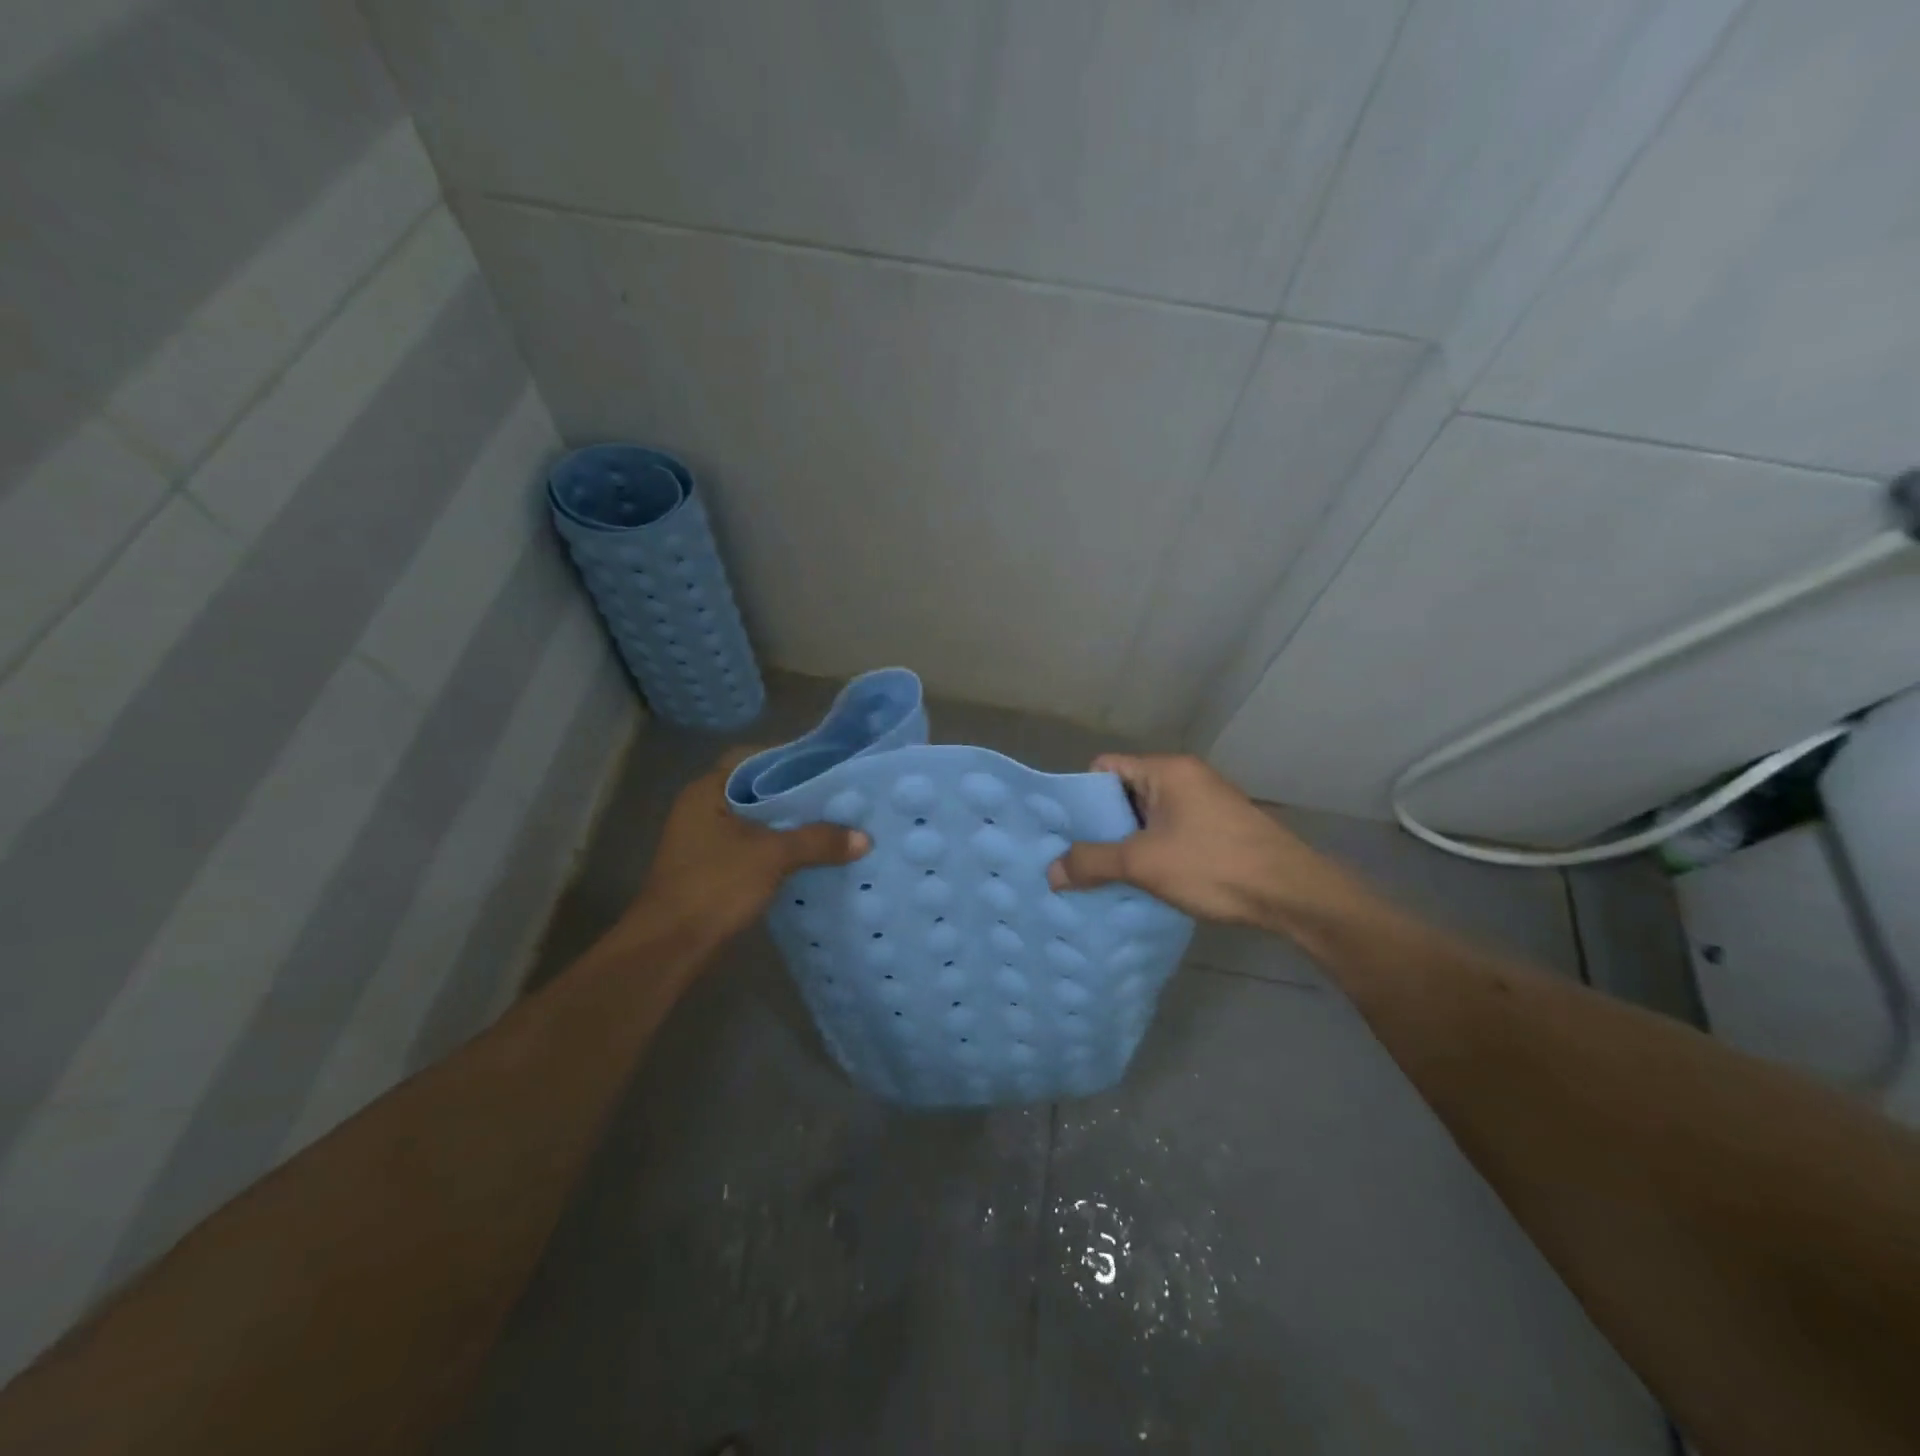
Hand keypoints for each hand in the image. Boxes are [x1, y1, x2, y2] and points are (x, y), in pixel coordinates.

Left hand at [633, 750, 869, 944]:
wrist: (670, 946)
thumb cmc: (715, 886)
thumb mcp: (772, 856)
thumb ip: (818, 841)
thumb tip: (864, 839)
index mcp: (708, 790)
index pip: (753, 758)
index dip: (790, 758)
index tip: (826, 765)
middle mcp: (702, 807)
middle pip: (757, 789)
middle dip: (796, 793)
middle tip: (837, 795)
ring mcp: (704, 839)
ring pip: (756, 820)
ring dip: (789, 823)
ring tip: (832, 823)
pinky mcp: (711, 867)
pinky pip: (752, 845)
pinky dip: (778, 846)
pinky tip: (809, 855)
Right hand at [1046, 754, 1336, 928]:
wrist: (1292, 893)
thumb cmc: (1213, 865)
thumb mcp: (1143, 863)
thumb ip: (1092, 862)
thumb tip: (1051, 872)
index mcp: (1166, 770)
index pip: (1104, 767)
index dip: (1080, 796)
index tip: (1062, 830)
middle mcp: (1185, 777)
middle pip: (1124, 792)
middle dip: (1100, 825)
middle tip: (1075, 857)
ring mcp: (1205, 802)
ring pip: (1147, 815)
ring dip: (1125, 842)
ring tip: (1101, 873)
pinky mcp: (1218, 827)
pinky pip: (1169, 830)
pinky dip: (1151, 850)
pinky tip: (1140, 880)